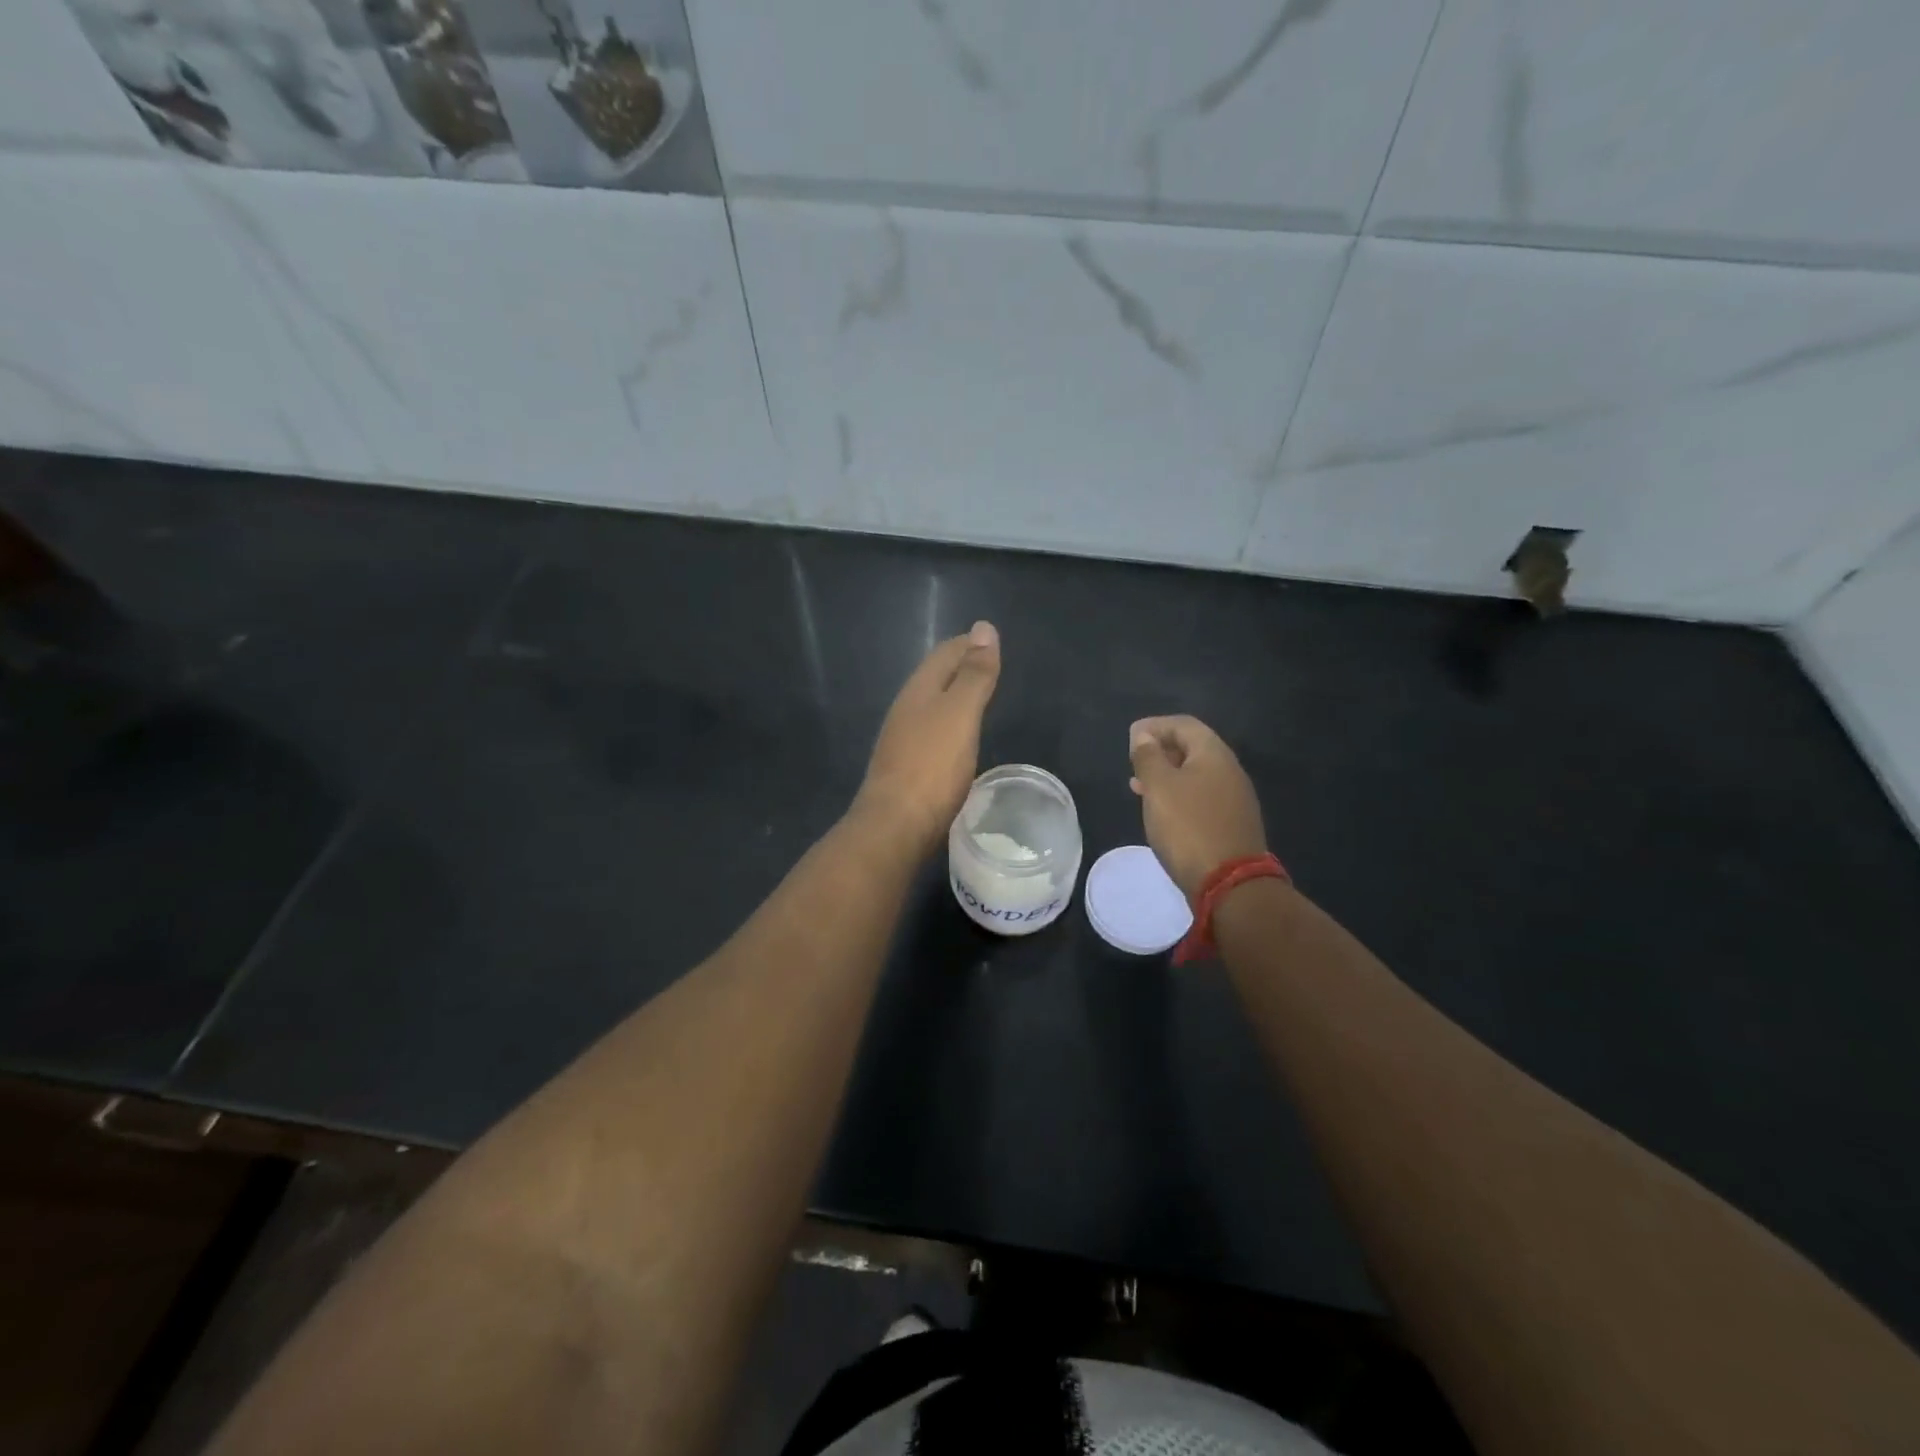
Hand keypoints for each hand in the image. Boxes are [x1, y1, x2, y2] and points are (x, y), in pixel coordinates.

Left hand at [854, 621, 1001, 857]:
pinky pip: (931, 733)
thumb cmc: (931, 766)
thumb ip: (974, 674)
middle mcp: (906, 710)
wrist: (894, 826)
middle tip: (989, 665)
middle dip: (959, 666)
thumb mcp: (960, 714)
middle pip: (935, 678)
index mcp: (919, 691)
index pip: (945, 654)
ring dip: (953, 696)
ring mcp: (902, 741)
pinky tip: (957, 739)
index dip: (968, 644)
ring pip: (931, 706)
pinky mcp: (906, 769)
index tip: (991, 639)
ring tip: (978, 698)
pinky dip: (949, 724)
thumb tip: (984, 628)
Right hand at [1129, 715, 1267, 897]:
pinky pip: (1202, 796)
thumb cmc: (1188, 827)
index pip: (1184, 724)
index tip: (1131, 736)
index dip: (1156, 725)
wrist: (1229, 883)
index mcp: (1214, 754)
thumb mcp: (1159, 787)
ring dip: (1168, 774)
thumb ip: (1148, 757)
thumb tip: (1145, 735)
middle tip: (1134, 760)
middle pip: (1193, 747)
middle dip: (1162, 749)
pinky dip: (1179, 794)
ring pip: (1196, 774)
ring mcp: (1234, 798)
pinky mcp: (1232, 823)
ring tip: (1139, 785)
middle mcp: (1230, 770)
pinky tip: (1162, 810)